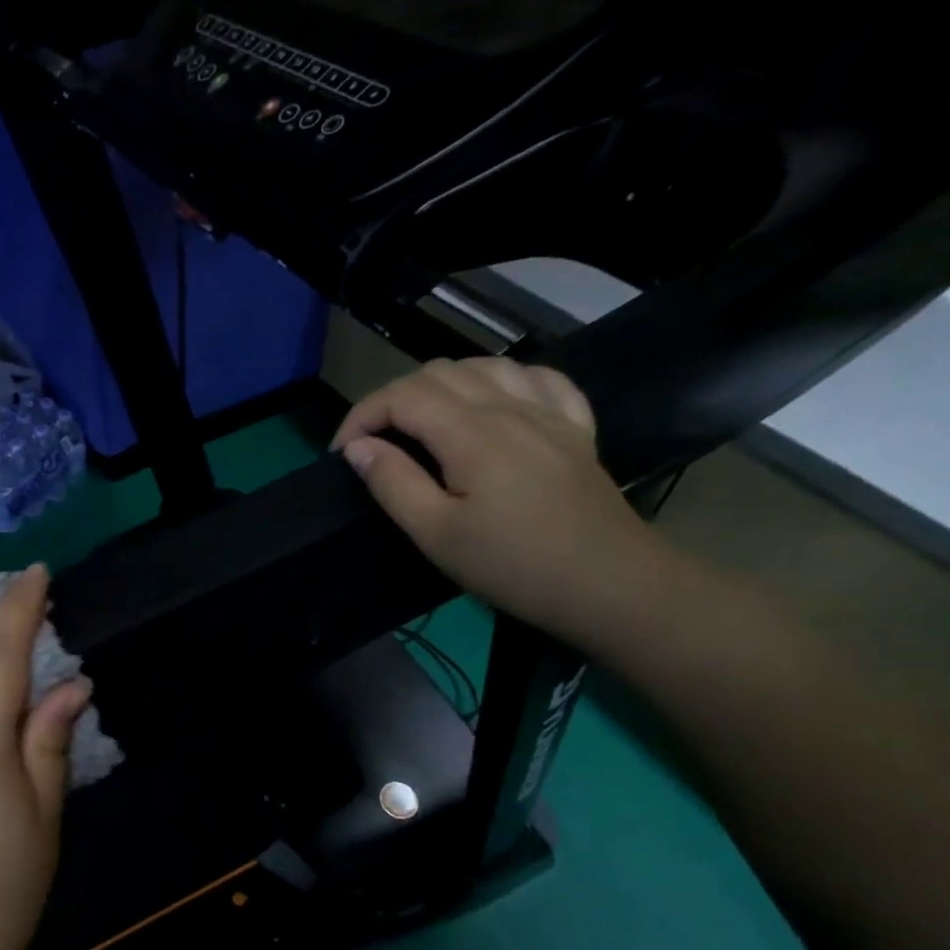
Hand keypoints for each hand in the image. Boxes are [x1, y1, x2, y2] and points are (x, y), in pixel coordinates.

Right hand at [333, 357, 666, 645]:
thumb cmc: (511, 564)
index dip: (361, 416)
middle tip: (375, 443)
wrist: (608, 584)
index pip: (402, 396)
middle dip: (393, 399)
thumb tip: (358, 448)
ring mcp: (548, 413)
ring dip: (441, 385)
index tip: (342, 452)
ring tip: (422, 422)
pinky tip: (492, 403)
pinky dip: (501, 381)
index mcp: (471, 433)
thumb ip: (393, 483)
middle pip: (439, 373)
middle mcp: (509, 407)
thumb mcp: (436, 534)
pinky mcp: (575, 427)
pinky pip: (538, 378)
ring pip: (485, 366)